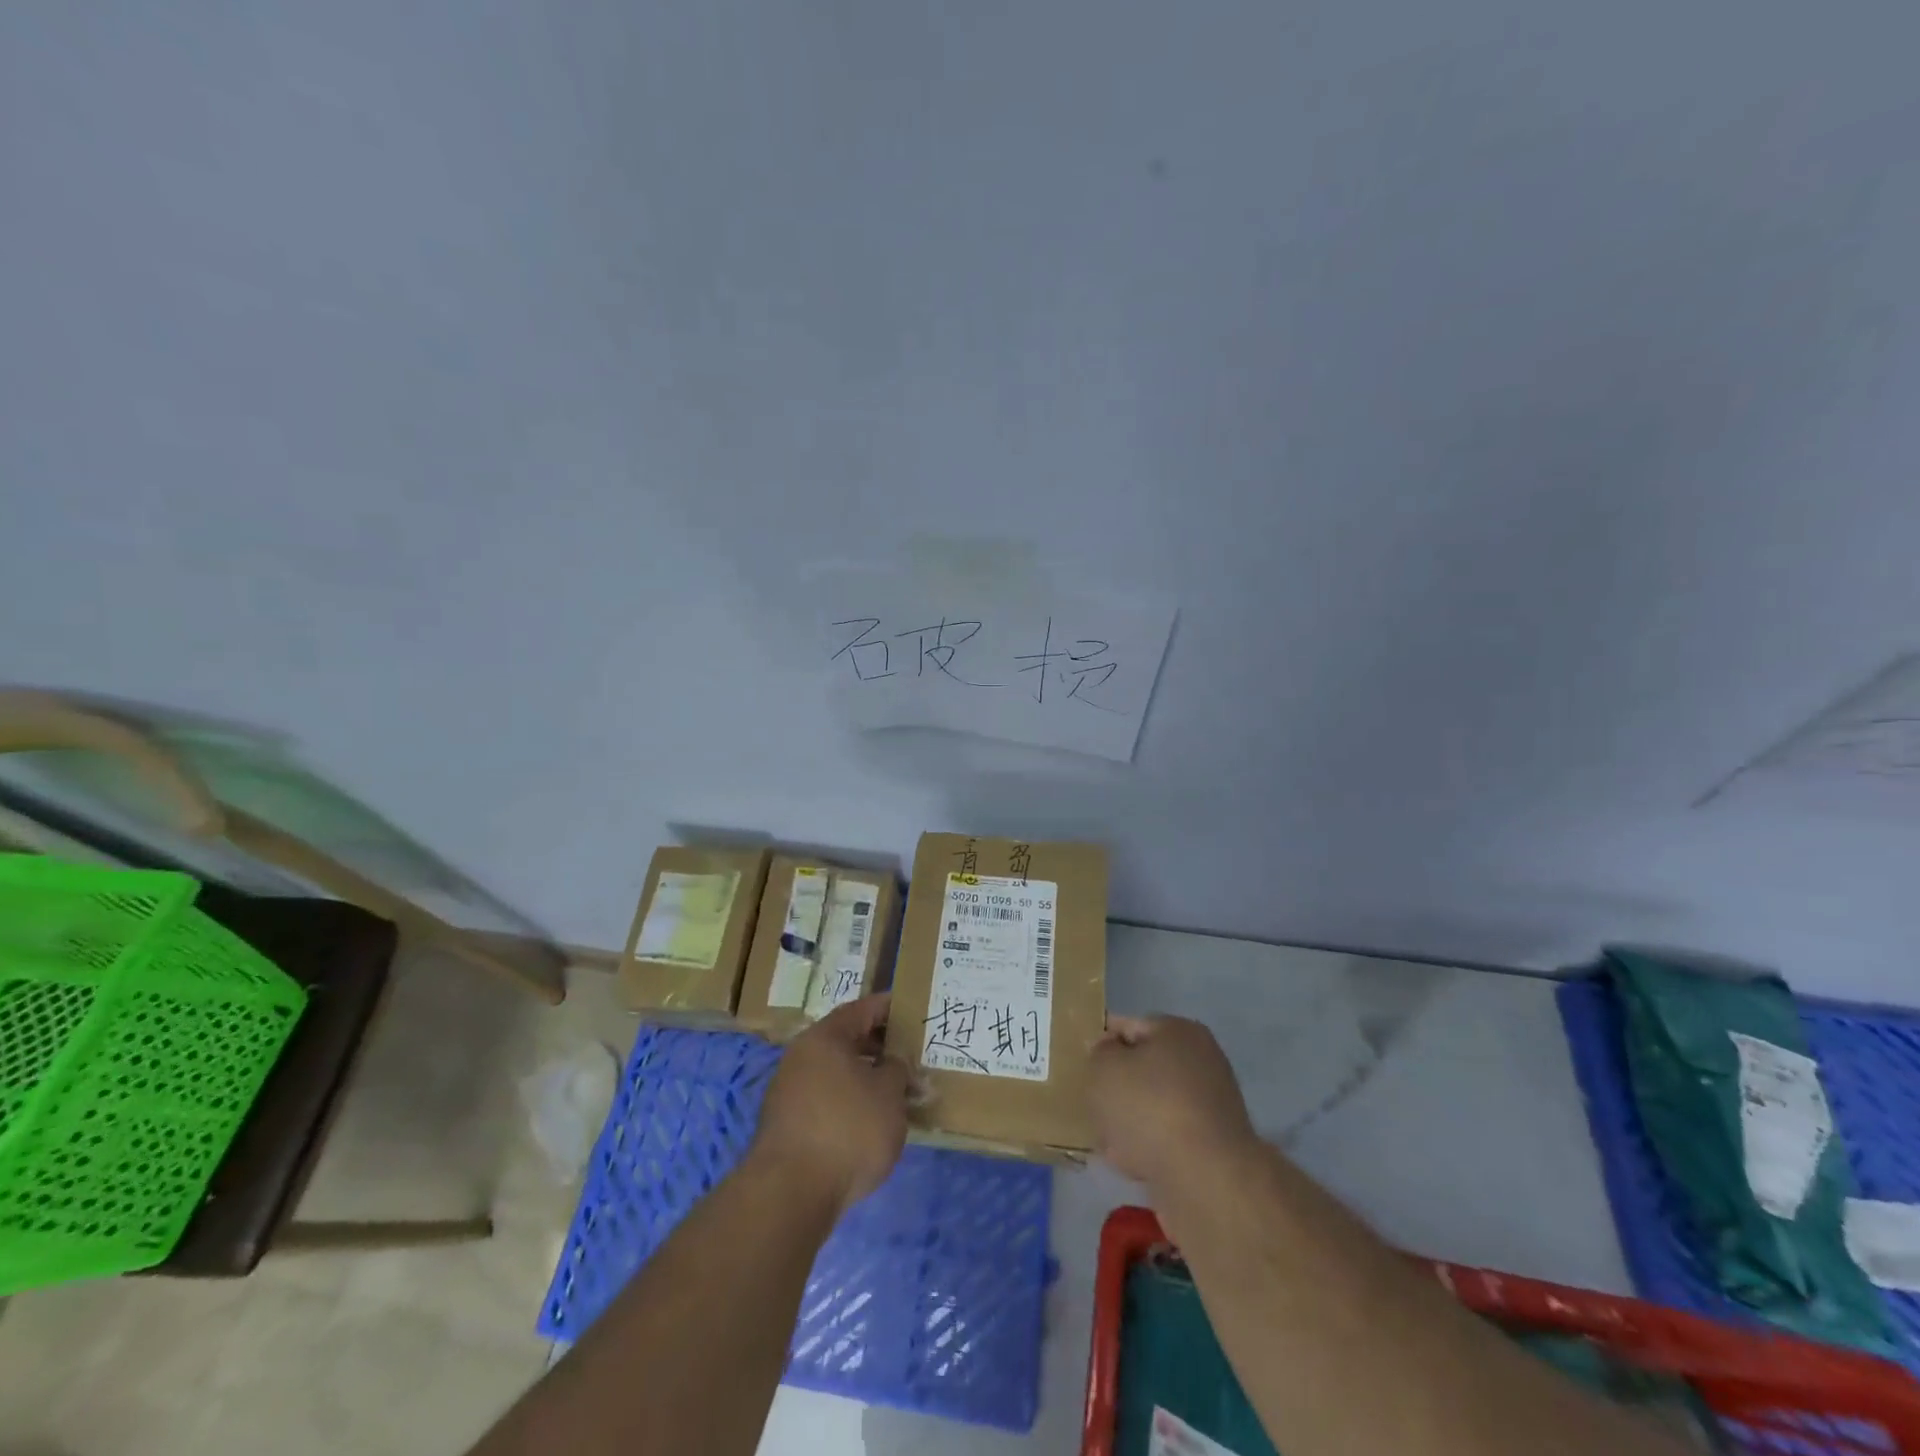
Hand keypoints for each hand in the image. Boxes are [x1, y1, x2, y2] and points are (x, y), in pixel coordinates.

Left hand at [752, 994, 909, 1215]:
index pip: (862, 1009)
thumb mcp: (889, 1094)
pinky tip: (869, 1121)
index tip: (913, 1011)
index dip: (889, 1008)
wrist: (791, 1193)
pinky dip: (849, 1101)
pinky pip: (826, 1099)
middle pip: (846, 1040)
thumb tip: (895, 1064)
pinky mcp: (786, 1125)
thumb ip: (898, 1070)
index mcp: (825, 1037)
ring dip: (864, 1077)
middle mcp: (801, 1056)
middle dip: (879, 1046)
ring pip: (836, 1072)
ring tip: (896, 1092)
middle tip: (909, 1055)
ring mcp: (789, 1091)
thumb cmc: (847, 1129)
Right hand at [1089, 1015, 1259, 1187]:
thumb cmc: (1150, 1108)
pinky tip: (1130, 1164)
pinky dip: (1149, 1148)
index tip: (1083, 1066)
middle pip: (1143, 1069)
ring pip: (1153, 1106)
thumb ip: (1099, 1054)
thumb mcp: (1104, 1068)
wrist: (1205, 1180)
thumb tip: (1109, 1055)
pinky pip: (1168, 1139)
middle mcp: (1201, 1061)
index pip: (1129, 1026)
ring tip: (1108, 1141)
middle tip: (1094, 1106)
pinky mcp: (1212, 1147)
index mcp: (1179, 1031)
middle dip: (1116, 1089)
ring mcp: (1210, 1106)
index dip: (1102, 1044)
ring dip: (1129, 1122)